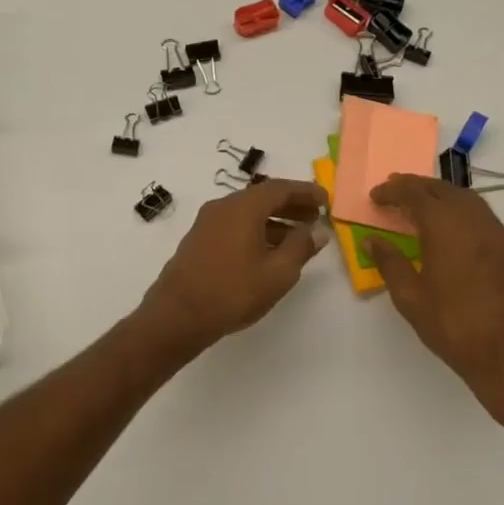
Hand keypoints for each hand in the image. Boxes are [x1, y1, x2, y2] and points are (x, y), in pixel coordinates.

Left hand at [138, 178, 329, 349]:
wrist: (178, 316)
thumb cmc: (233, 292)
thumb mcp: (278, 273)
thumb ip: (301, 247)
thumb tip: (317, 231)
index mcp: (243, 207)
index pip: (280, 188)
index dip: (306, 192)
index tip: (326, 200)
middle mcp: (223, 207)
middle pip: (263, 197)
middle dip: (291, 206)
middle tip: (315, 217)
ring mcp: (207, 223)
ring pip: (248, 213)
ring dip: (274, 220)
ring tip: (297, 238)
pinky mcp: (199, 241)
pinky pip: (234, 225)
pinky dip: (256, 230)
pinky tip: (268, 251)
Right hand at [363, 175, 503, 418]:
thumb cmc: (452, 326)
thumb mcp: (410, 297)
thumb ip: (390, 263)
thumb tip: (371, 240)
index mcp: (445, 226)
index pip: (415, 194)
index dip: (393, 190)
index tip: (375, 195)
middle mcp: (474, 220)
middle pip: (443, 190)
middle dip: (417, 187)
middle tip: (395, 191)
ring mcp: (498, 234)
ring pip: (467, 199)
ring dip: (441, 196)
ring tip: (421, 206)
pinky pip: (482, 217)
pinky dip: (461, 212)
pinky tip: (451, 230)